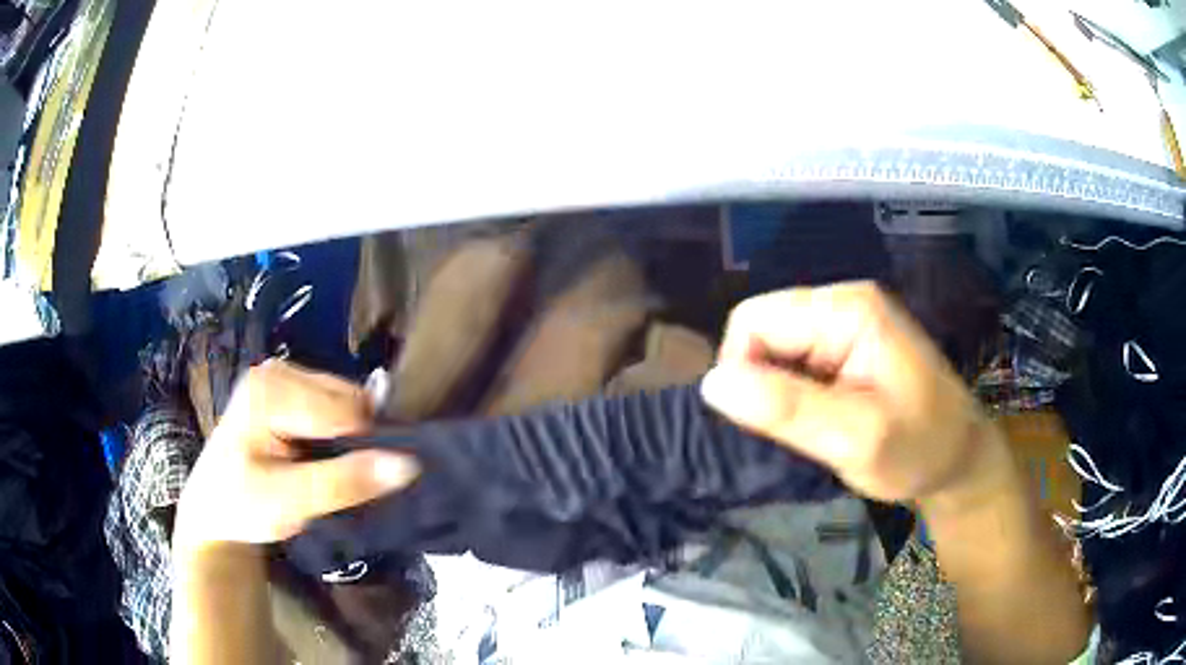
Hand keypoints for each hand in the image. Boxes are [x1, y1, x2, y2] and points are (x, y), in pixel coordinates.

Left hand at [175, 360, 418, 550]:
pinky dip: (340, 435)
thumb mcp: (291, 501)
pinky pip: (335, 406)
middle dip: (356, 443)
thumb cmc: (243, 507)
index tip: (363, 486)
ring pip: (347, 403)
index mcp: (271, 388)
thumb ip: (345, 482)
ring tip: (327, 471)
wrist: (213, 511)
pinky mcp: (287, 390)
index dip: (365, 450)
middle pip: (349, 401)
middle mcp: (278, 370)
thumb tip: (409, 463)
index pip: (347, 411)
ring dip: (350, 440)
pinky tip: (323, 457)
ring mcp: (282, 377)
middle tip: (336, 481)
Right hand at [702, 282, 1006, 504]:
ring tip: (814, 427)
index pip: (754, 319)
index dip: (744, 371)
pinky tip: (822, 417)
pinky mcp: (848, 345)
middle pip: (763, 328)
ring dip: (780, 391)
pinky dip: (795, 393)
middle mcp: (843, 302)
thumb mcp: (856, 438)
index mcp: (847, 309)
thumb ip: (788, 408)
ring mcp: (847, 322)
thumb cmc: (919, 449)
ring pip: (776, 347)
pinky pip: (796, 360)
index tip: (769, 423)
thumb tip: (711, 383)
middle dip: (764, 382)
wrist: (959, 460)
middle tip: (798, 429)